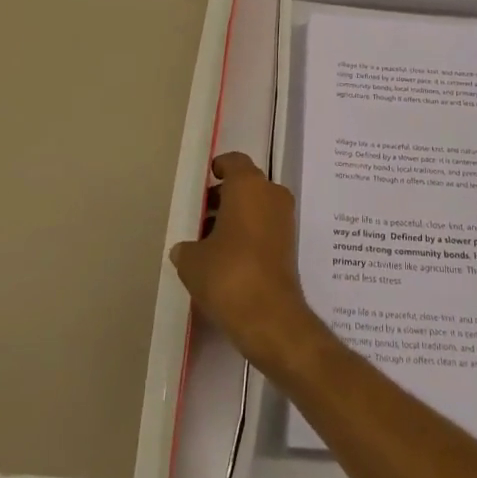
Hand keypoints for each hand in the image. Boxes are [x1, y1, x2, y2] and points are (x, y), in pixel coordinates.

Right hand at [170, 152, 325, 374]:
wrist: (270, 316)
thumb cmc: (228, 275)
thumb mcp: (192, 261)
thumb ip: (186, 248)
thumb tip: (185, 248)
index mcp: (248, 185)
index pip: (234, 161)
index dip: (218, 168)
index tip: (204, 181)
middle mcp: (271, 193)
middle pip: (246, 184)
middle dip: (224, 196)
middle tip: (201, 216)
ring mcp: (284, 218)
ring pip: (257, 206)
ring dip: (237, 216)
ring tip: (210, 241)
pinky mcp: (290, 244)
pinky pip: (265, 226)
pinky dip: (249, 233)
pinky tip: (228, 257)